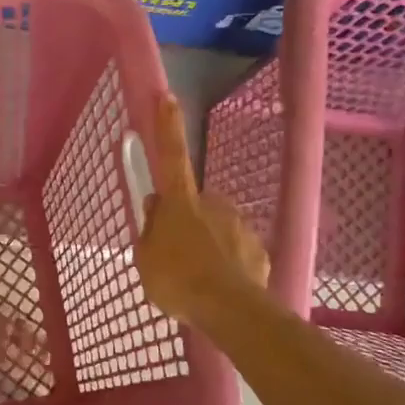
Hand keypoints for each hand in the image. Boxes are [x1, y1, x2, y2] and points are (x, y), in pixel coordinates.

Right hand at [135, 95, 270, 323]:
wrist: (228, 308)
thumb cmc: (176, 279)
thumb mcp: (145, 258)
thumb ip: (150, 232)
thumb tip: (154, 210)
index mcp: (180, 201)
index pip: (171, 156)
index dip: (168, 126)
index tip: (168, 96)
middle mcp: (213, 203)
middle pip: (195, 203)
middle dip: (188, 220)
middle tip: (176, 253)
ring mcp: (239, 225)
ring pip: (218, 228)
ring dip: (208, 244)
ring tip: (198, 278)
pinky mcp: (258, 249)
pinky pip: (237, 252)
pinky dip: (228, 264)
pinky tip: (219, 286)